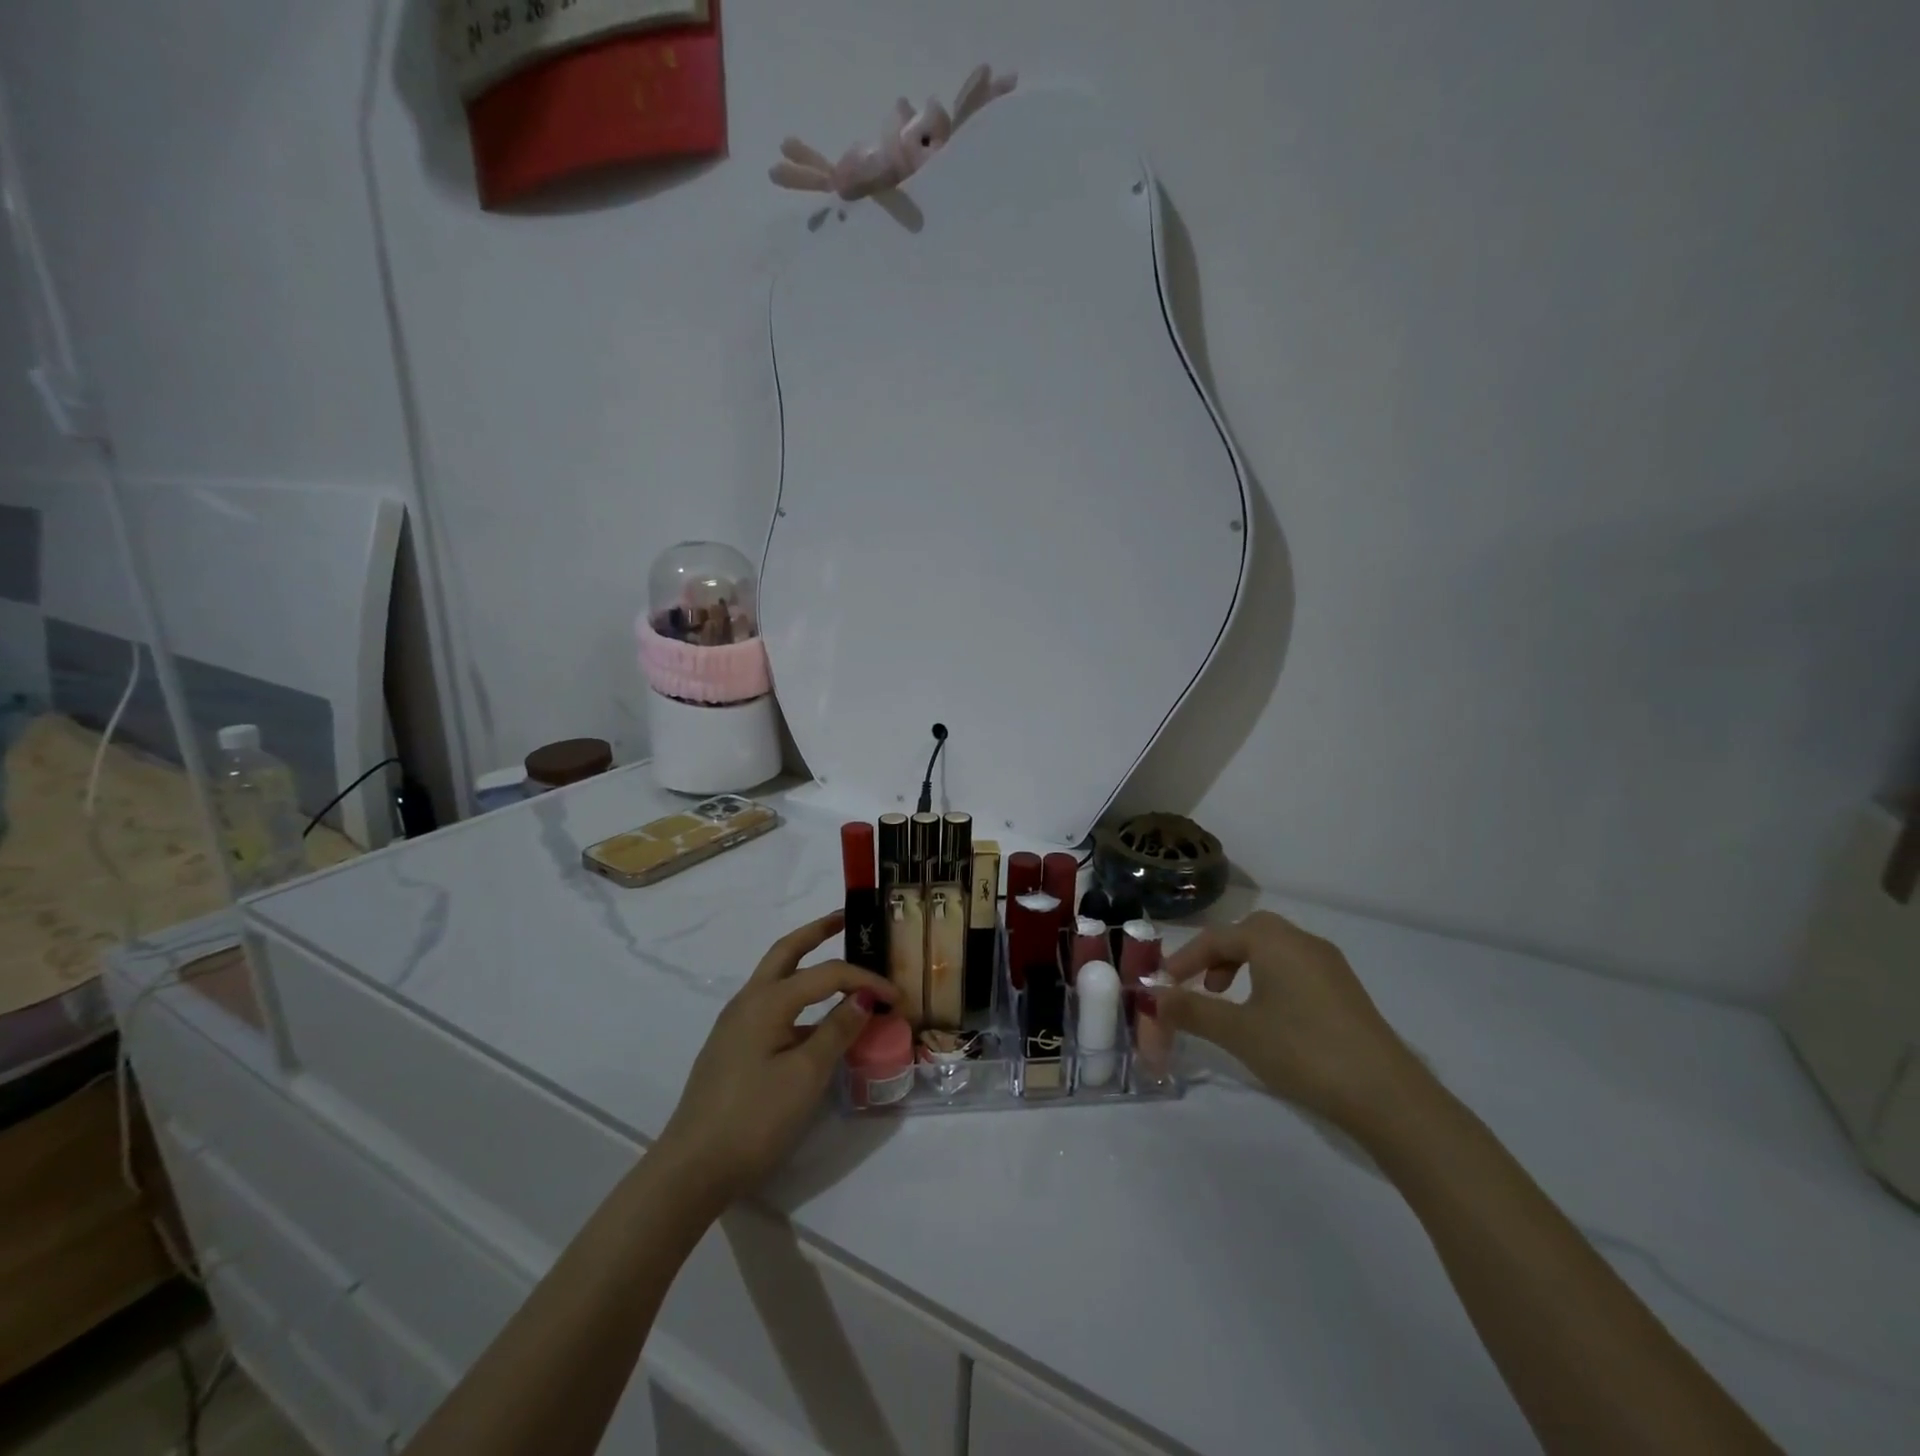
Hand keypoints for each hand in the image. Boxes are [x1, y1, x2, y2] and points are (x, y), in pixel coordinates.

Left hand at [655, 911, 895, 1203]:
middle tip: (846, 920)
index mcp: (767, 1000)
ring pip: (777, 979)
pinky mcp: (734, 1047)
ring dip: (806, 964)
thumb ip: (837, 1030)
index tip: (898, 997)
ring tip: (838, 967)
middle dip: (817, 932)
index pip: (827, 973)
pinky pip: (773, 1007)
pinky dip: (799, 999)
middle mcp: (748, 1001)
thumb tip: (865, 996)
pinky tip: (816, 1022)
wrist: (692, 1169)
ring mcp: (736, 1025)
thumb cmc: (754, 1117)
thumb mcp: (806, 1075)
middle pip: (787, 952)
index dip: (865, 979)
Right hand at [1146, 910, 1423, 1129]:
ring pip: (1274, 950)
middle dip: (1217, 955)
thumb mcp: (1238, 1032)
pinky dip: (1270, 979)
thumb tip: (1153, 998)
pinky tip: (1269, 1017)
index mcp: (1274, 941)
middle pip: (1248, 933)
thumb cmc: (1303, 1051)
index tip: (1163, 986)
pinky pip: (1295, 968)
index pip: (1216, 938)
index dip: (1184, 959)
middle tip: (1201, 986)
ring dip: (1244, 966)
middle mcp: (1302, 941)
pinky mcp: (1346, 991)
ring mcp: (1329, 965)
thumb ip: (1192, 1010)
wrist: (1386, 1095)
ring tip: (1231, 1003)